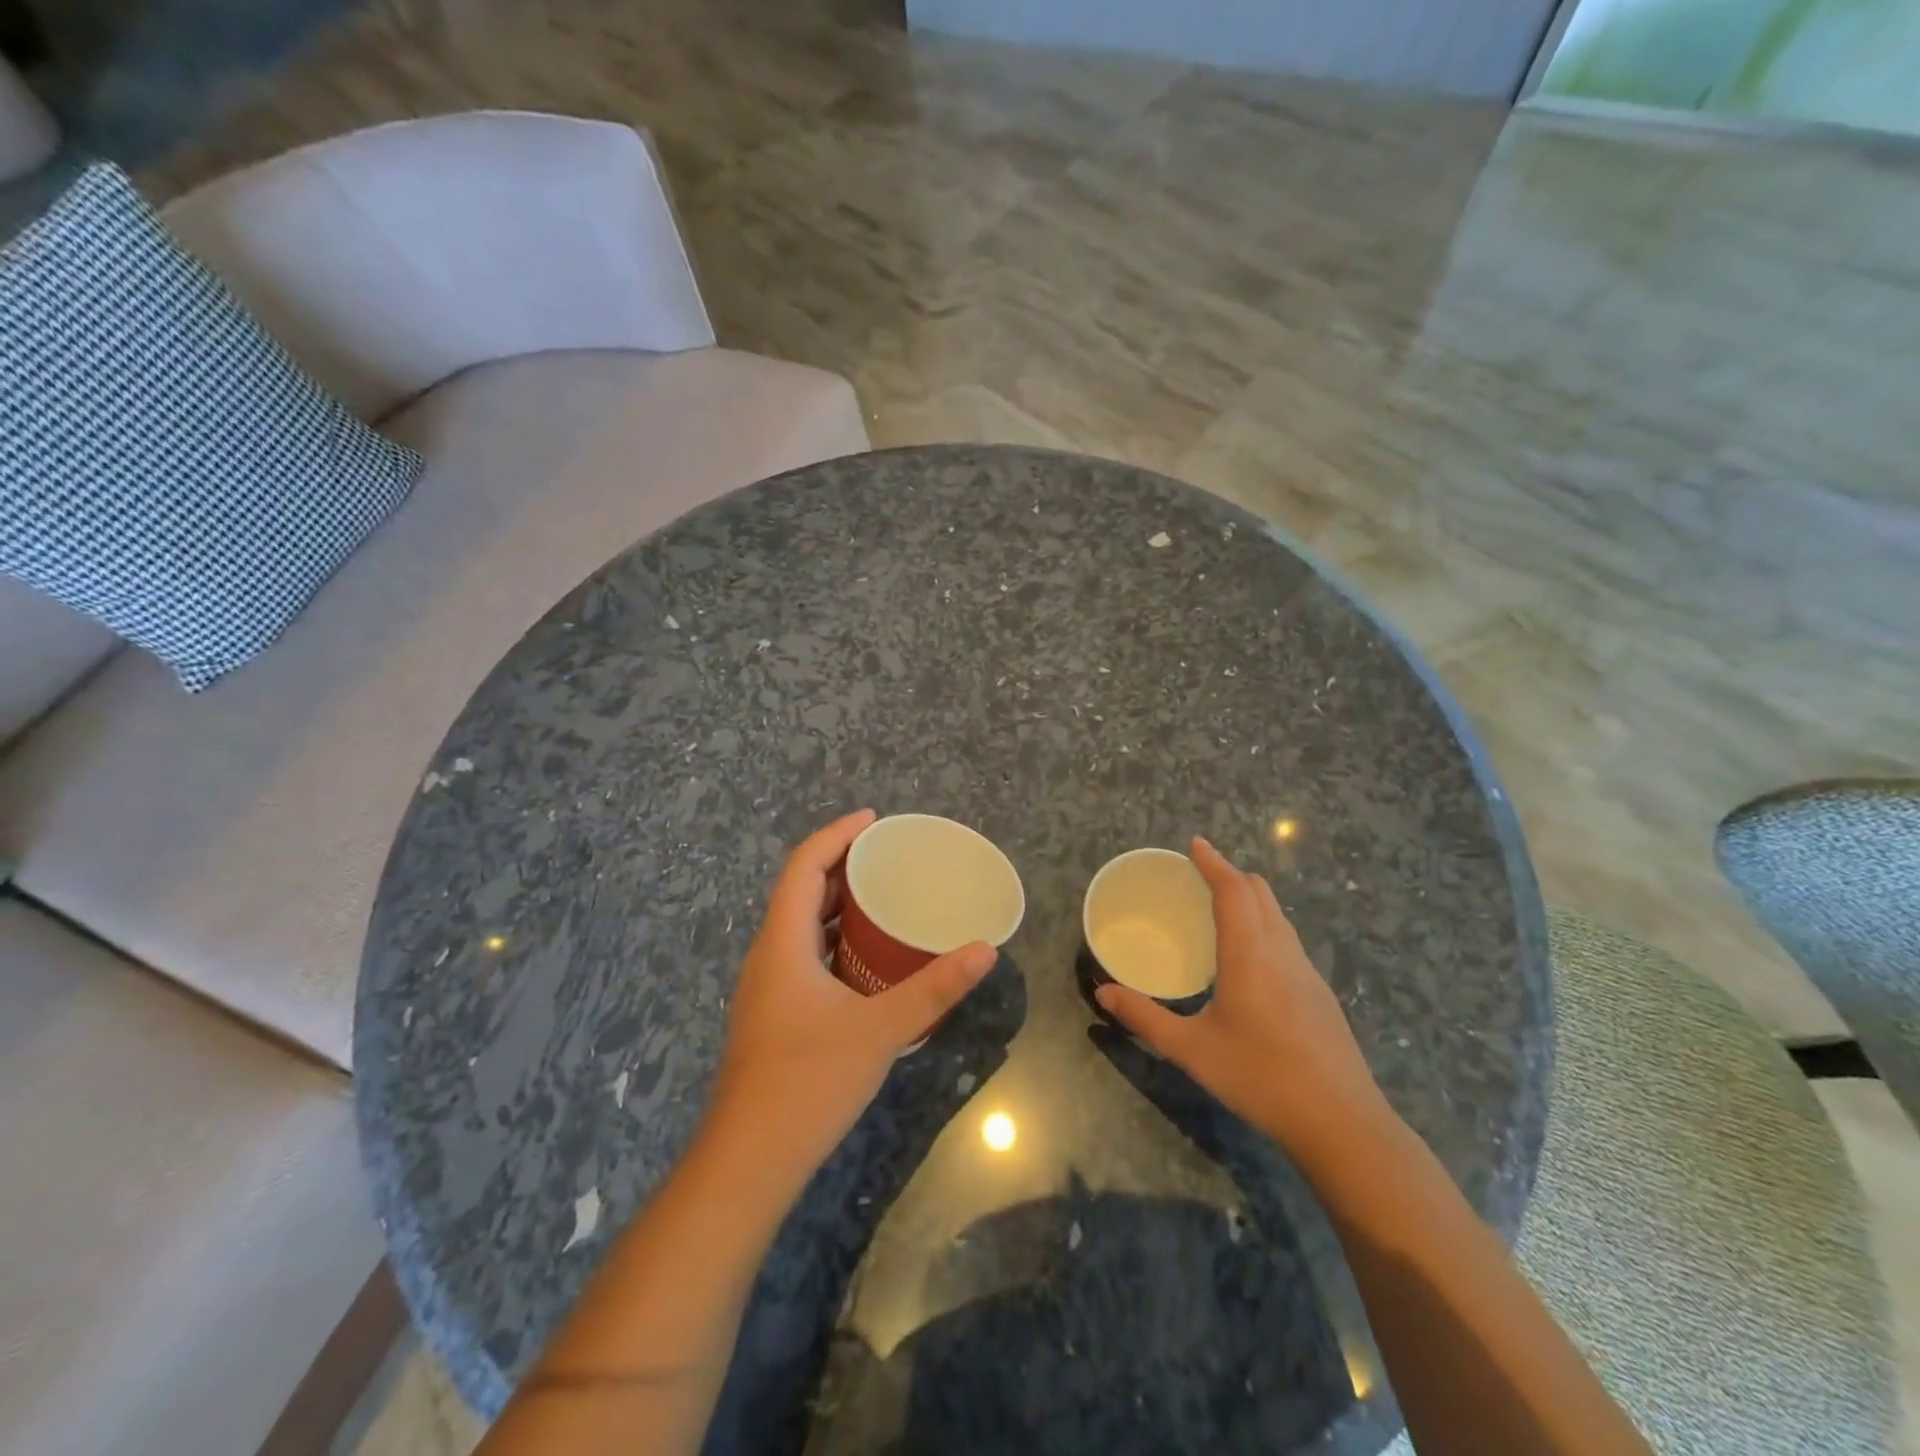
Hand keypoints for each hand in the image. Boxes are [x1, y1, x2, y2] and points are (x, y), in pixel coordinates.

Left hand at [707, 809, 996, 1180]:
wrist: (749, 1161)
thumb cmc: (809, 1082)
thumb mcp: (881, 1030)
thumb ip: (934, 988)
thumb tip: (984, 951)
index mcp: (783, 943)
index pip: (803, 866)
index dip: (836, 835)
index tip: (874, 820)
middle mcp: (768, 955)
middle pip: (800, 891)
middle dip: (840, 865)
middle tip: (888, 857)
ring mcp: (766, 988)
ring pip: (799, 926)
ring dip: (836, 904)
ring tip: (882, 897)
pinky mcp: (772, 1014)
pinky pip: (803, 954)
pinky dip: (833, 939)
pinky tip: (866, 959)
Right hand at [1095, 837, 1391, 1162]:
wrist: (1343, 1123)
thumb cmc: (1261, 1078)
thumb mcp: (1192, 1050)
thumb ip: (1145, 1018)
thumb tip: (1102, 992)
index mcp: (1251, 955)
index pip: (1234, 889)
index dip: (1214, 862)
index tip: (1194, 844)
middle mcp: (1282, 952)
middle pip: (1261, 893)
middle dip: (1231, 875)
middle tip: (1198, 877)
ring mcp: (1307, 972)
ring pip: (1278, 915)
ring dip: (1250, 899)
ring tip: (1219, 910)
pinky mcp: (1320, 994)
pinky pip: (1287, 939)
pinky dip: (1263, 925)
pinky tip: (1247, 959)